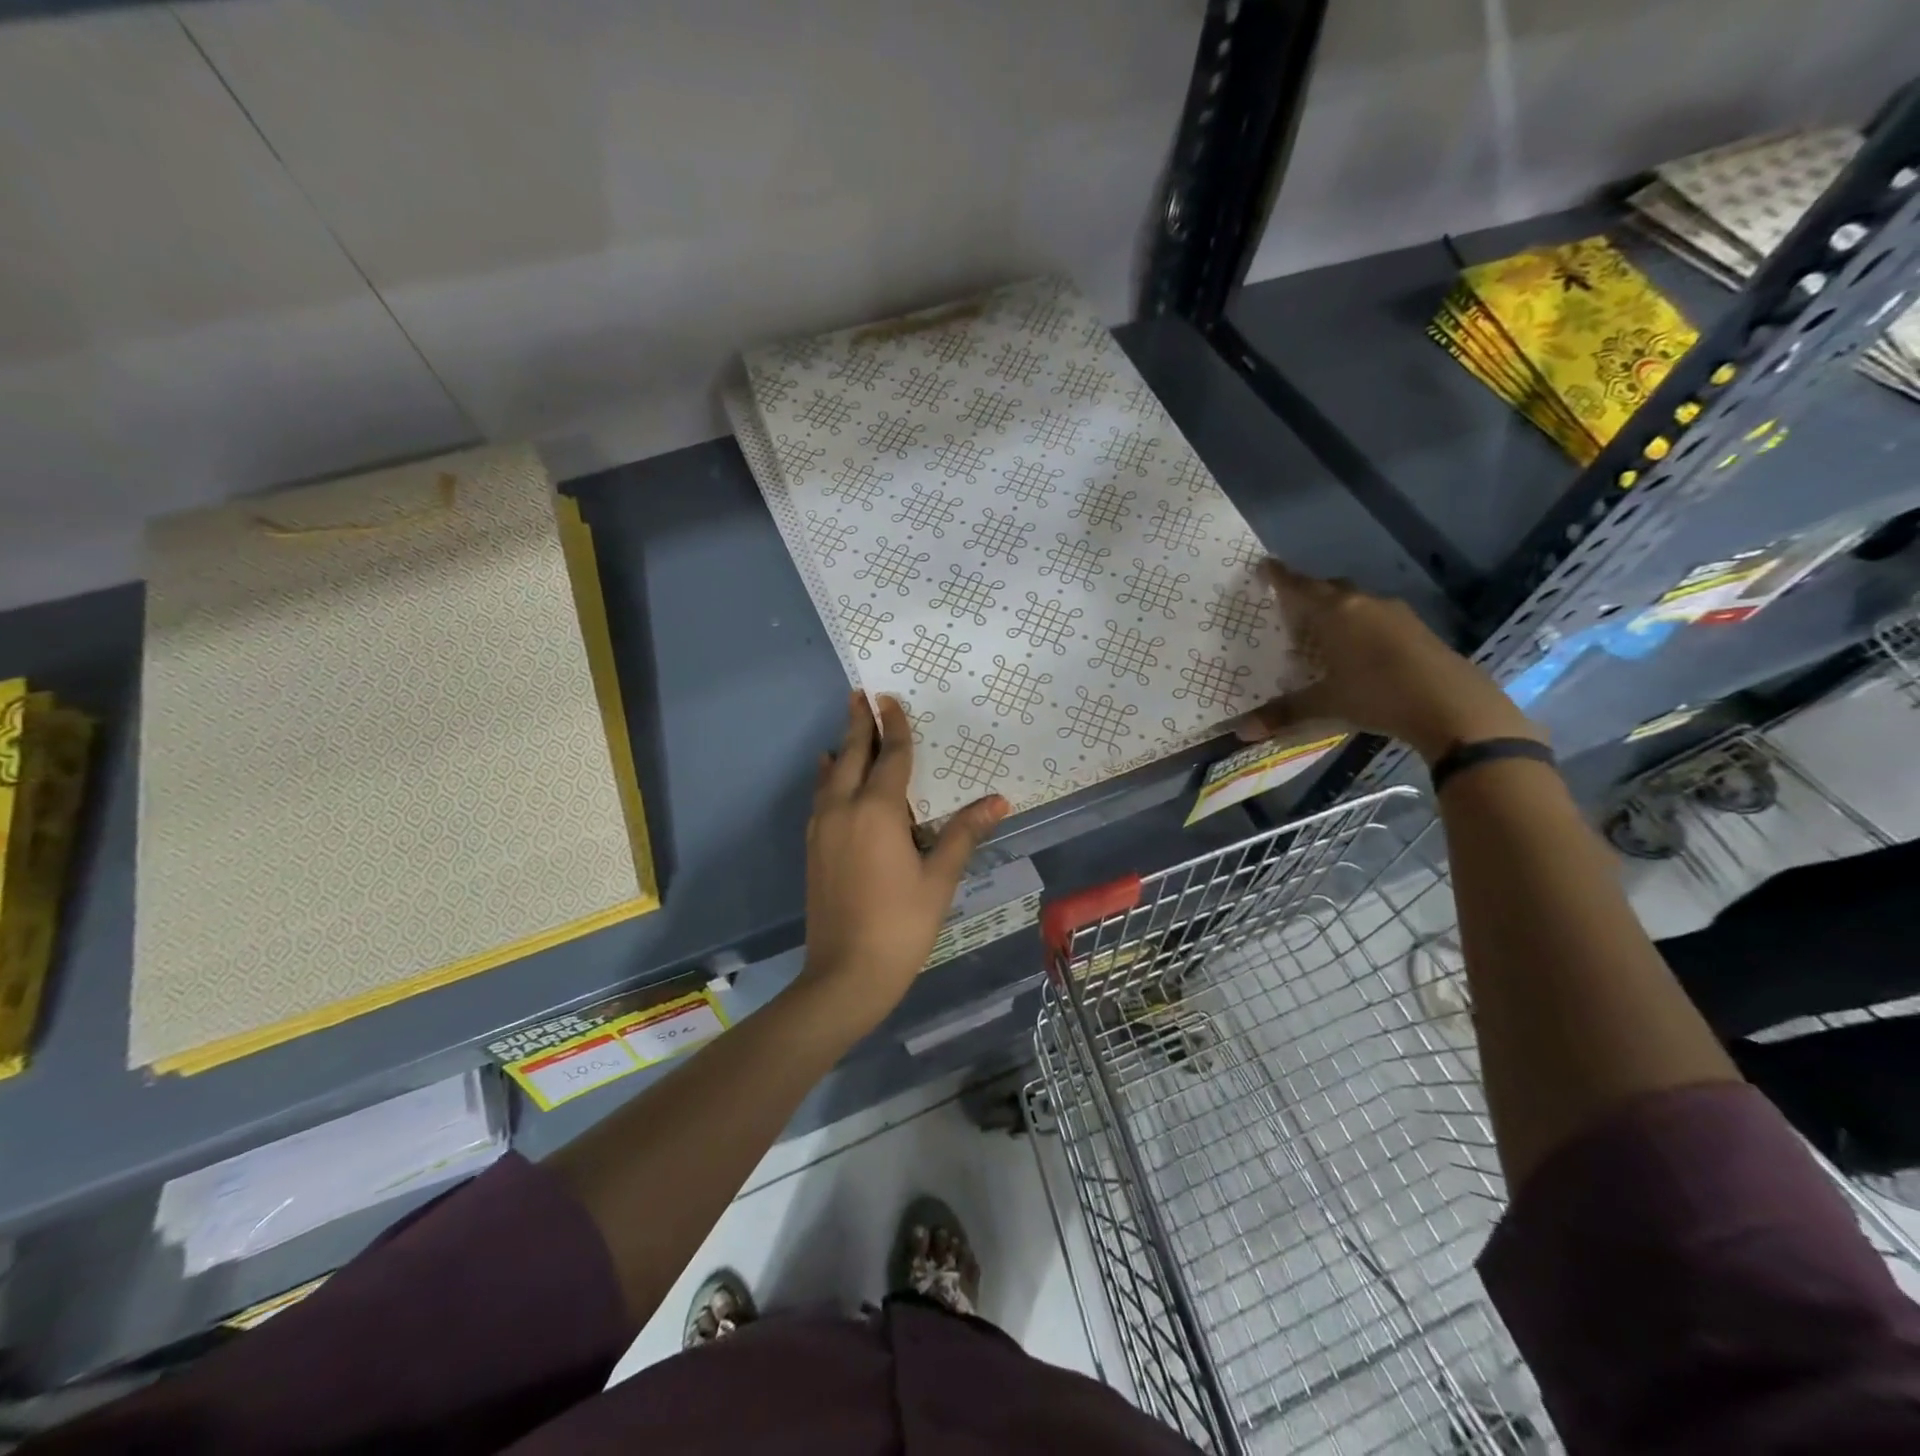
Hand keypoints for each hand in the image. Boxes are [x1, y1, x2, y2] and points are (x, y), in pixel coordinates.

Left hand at [798, 692, 1009, 1031]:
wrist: (846, 973)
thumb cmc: (901, 924)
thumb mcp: (939, 878)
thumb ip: (963, 833)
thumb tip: (998, 801)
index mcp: (878, 811)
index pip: (890, 756)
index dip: (894, 726)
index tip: (889, 698)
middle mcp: (844, 809)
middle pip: (851, 755)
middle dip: (857, 724)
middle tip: (859, 694)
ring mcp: (823, 829)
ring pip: (831, 775)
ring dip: (842, 749)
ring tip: (848, 729)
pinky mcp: (814, 848)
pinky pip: (821, 798)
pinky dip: (828, 778)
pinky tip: (829, 776)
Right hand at [1239, 560, 1542, 762]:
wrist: (1452, 704)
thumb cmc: (1377, 696)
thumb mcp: (1325, 706)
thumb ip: (1283, 714)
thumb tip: (1242, 732)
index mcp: (1334, 613)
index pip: (1299, 587)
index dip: (1280, 577)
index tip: (1265, 565)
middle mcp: (1363, 604)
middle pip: (1329, 588)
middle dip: (1309, 591)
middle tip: (1291, 602)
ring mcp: (1395, 614)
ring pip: (1356, 601)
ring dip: (1338, 608)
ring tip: (1323, 626)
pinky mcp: (1417, 629)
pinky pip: (1378, 616)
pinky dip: (1361, 623)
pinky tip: (1359, 646)